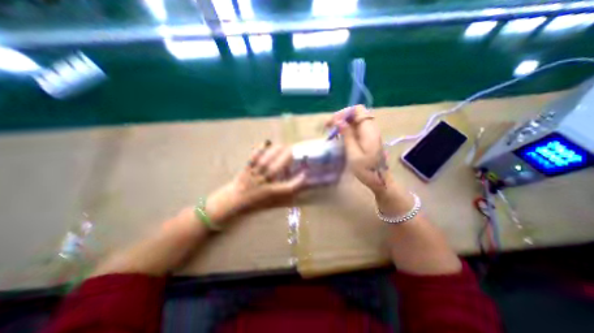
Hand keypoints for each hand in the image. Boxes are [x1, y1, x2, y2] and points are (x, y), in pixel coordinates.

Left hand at [206, 141, 306, 223]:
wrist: (230, 203)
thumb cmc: (251, 204)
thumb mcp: (268, 203)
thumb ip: (281, 196)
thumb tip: (293, 190)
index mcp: (269, 193)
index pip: (287, 188)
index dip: (298, 181)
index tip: (305, 173)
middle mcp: (262, 184)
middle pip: (276, 169)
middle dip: (286, 159)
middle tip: (293, 150)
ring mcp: (253, 176)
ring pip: (265, 162)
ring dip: (275, 152)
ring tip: (282, 145)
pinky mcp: (245, 170)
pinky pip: (252, 159)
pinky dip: (259, 150)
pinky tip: (265, 143)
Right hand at [326, 104, 387, 191]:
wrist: (379, 179)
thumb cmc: (366, 169)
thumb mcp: (353, 153)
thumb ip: (347, 135)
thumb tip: (339, 120)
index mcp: (368, 130)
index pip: (358, 110)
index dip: (344, 113)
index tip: (333, 122)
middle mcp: (370, 128)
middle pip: (356, 114)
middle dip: (341, 117)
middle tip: (328, 126)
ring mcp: (370, 133)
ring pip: (355, 121)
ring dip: (343, 123)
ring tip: (331, 130)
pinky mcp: (368, 138)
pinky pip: (356, 128)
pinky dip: (347, 129)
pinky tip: (340, 136)